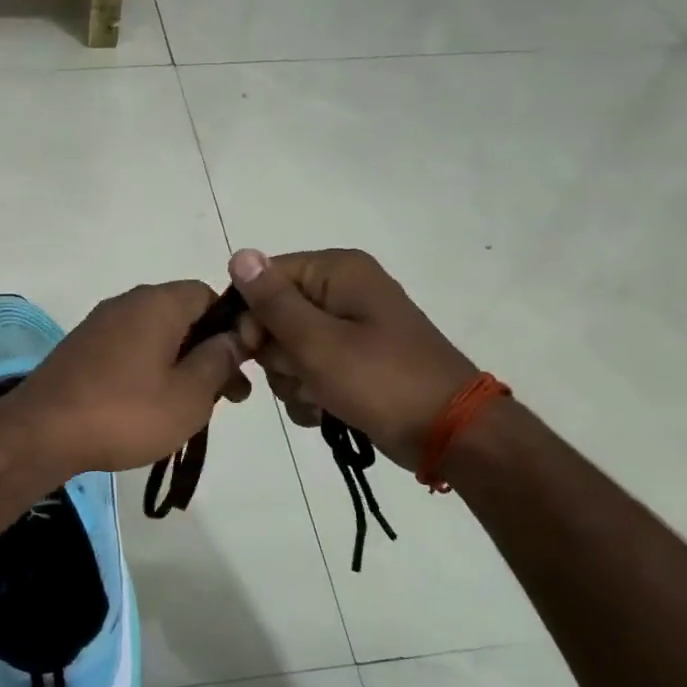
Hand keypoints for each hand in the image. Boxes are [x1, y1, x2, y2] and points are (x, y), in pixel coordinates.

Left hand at [7, 281, 251, 475]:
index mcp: (158, 303)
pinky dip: (148, 372)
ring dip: (180, 365)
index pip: (208, 295)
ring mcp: (99, 326)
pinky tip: (152, 408)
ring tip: (192, 408)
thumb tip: (235, 337)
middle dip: (209, 352)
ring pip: (155, 337)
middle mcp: (127, 303)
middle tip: (227, 397)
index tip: (242, 365)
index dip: (233, 326)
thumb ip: (219, 361)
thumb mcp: (189, 395)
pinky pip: (128, 351)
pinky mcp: (80, 350)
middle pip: (182, 317)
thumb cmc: (126, 413)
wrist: (41, 433)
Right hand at [228, 248, 476, 472]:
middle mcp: (342, 291)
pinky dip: (309, 393)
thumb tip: (238, 254)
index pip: (265, 278)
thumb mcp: (316, 341)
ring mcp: (349, 328)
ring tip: (318, 398)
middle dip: (277, 355)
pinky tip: (323, 410)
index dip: (251, 317)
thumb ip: (272, 301)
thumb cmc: (380, 381)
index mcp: (337, 272)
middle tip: (299, 376)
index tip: (254, 352)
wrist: (448, 433)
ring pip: (287, 350)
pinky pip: (309, 370)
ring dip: (291, 380)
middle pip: (273, 317)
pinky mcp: (353, 361)